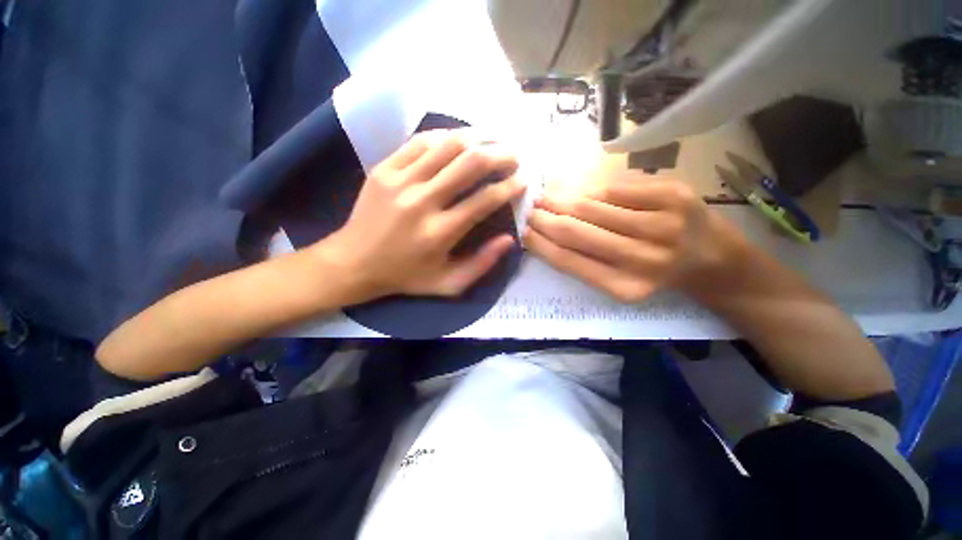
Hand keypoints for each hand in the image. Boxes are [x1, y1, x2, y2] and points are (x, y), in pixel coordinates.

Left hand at [316, 131, 524, 302]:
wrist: (353, 263)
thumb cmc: (406, 276)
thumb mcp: (449, 284)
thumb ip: (482, 264)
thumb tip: (509, 239)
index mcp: (440, 233)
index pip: (485, 200)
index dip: (510, 187)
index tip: (523, 181)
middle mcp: (422, 202)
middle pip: (470, 164)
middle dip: (500, 155)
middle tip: (514, 155)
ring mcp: (400, 181)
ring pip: (447, 145)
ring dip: (478, 138)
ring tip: (494, 139)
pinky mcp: (384, 169)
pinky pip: (420, 142)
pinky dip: (445, 137)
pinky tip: (459, 140)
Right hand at [524, 172, 745, 301]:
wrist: (715, 259)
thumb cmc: (658, 274)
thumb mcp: (620, 282)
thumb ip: (584, 262)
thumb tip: (546, 235)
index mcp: (625, 286)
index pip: (568, 260)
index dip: (541, 243)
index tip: (524, 231)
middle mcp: (643, 258)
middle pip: (576, 232)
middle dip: (545, 218)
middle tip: (530, 209)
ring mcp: (662, 223)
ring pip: (592, 206)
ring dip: (562, 200)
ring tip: (546, 197)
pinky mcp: (674, 193)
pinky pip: (616, 188)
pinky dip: (592, 189)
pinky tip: (581, 192)